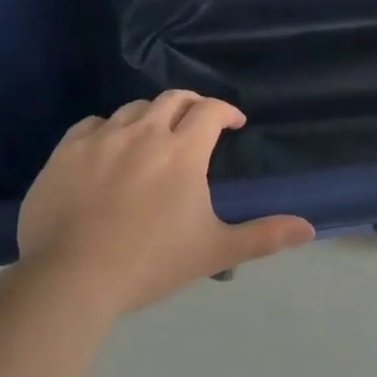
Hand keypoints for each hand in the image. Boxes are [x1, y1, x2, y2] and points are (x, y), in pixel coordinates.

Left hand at [16, 93, 313, 314]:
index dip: (226, 112)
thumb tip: (309, 228)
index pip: (210, 111)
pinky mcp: (66, 151)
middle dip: (191, 106)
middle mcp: (144, 133)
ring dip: (151, 116)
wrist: (71, 278)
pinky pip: (93, 124)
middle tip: (197, 124)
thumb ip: (262, 236)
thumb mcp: (213, 251)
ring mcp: (102, 138)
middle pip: (173, 99)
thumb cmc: (150, 263)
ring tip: (154, 136)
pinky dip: (109, 129)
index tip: (233, 124)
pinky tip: (108, 148)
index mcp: (182, 151)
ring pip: (133, 109)